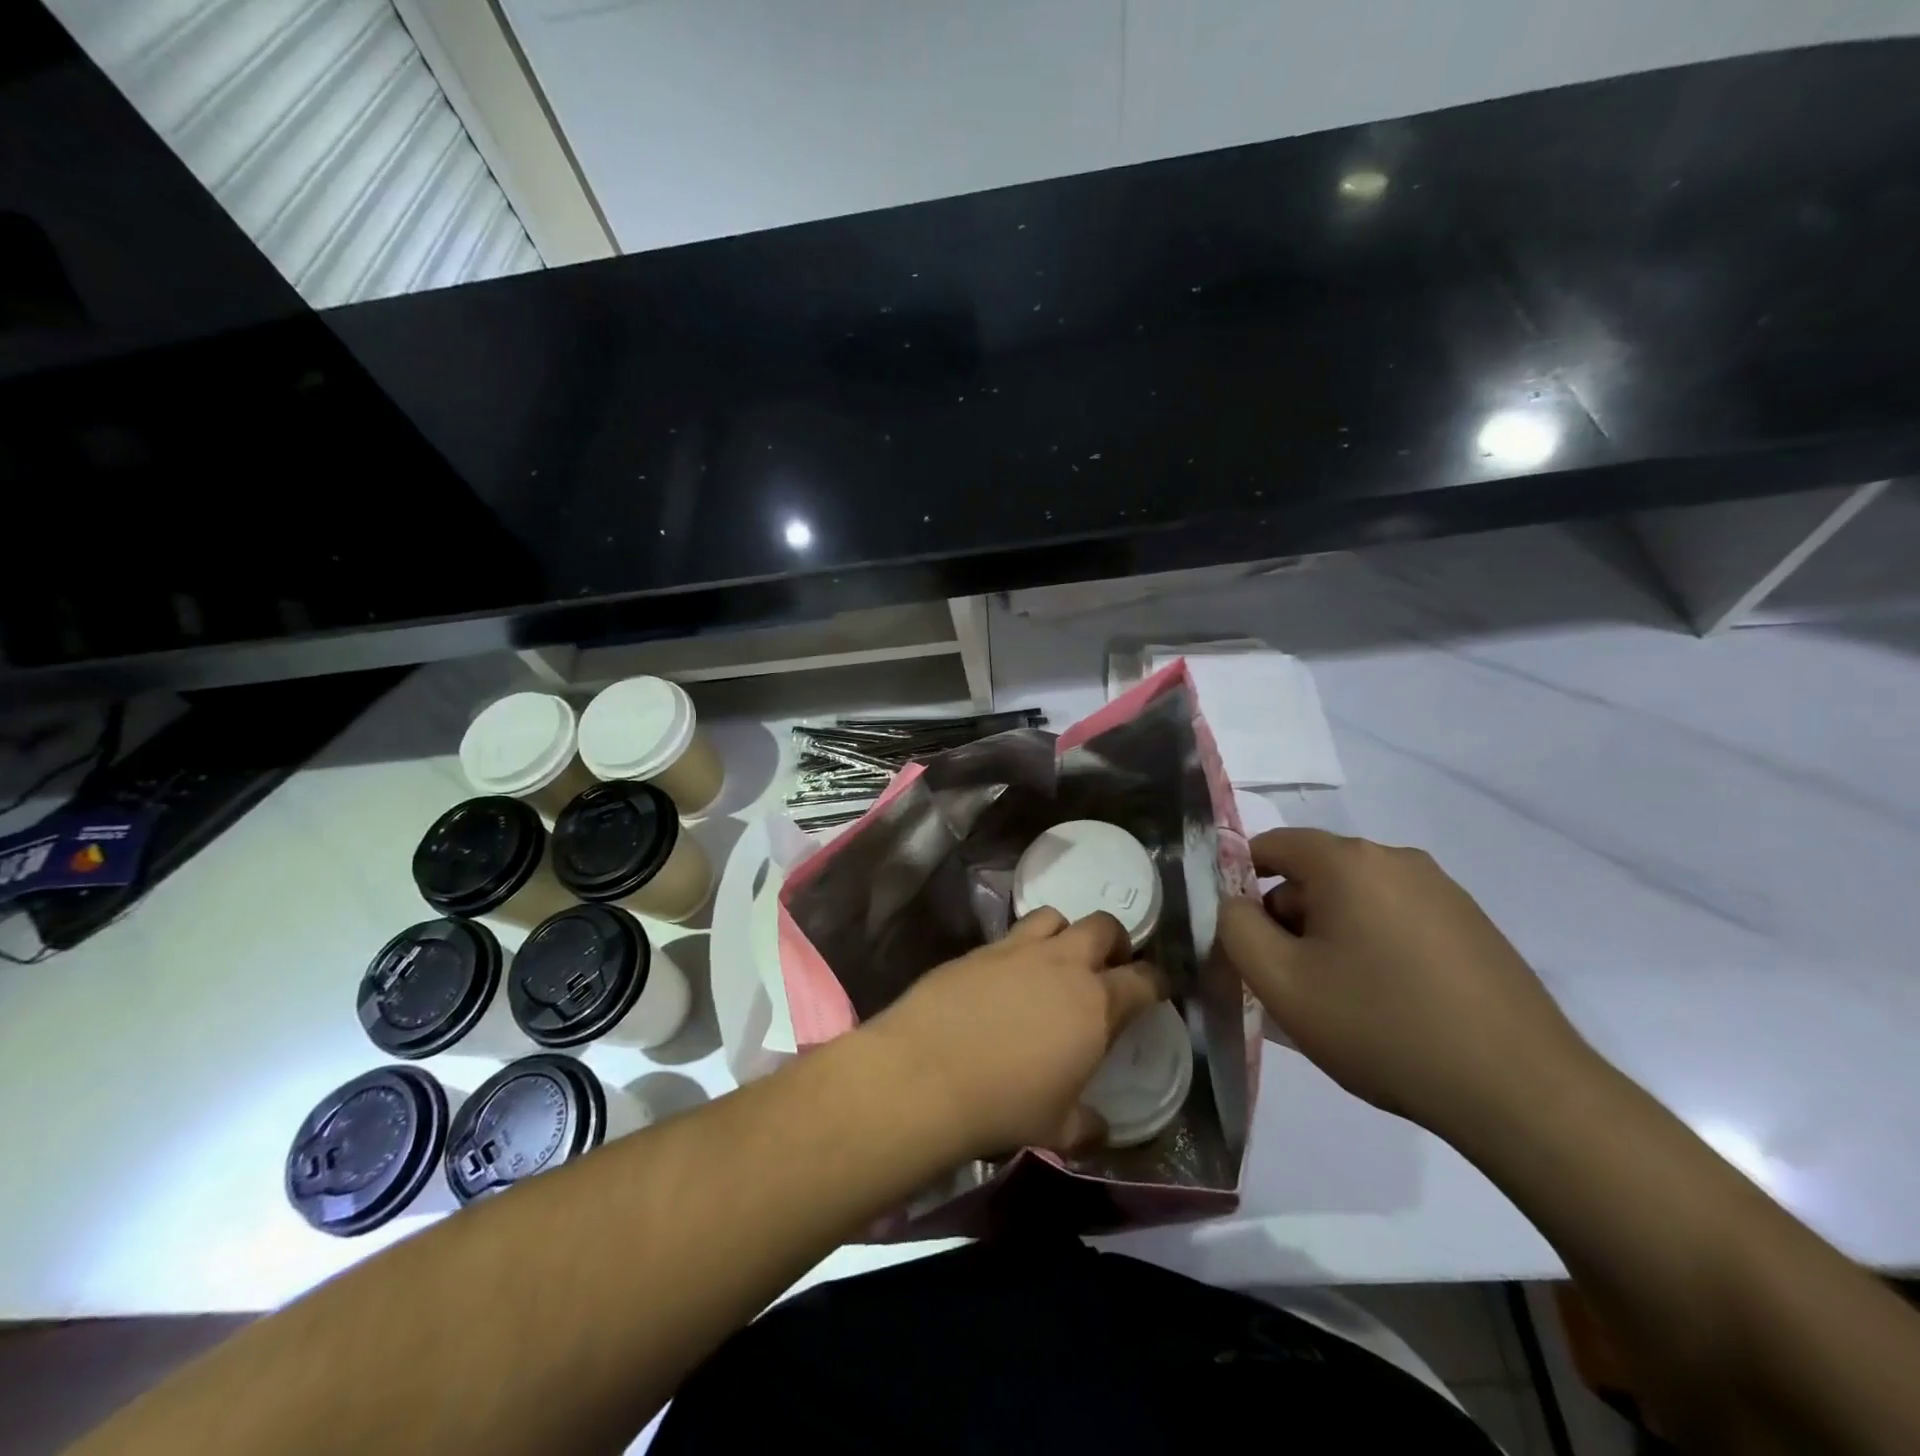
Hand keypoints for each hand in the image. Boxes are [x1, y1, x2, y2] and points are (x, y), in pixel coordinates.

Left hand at [864, 909, 1165, 1159]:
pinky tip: (1007, 975)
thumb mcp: (1057, 1128)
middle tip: (1109, 964)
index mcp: (1096, 1004)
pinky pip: (1010, 934)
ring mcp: (1017, 949)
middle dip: (1115, 940)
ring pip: (1055, 916)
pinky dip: (1020, 947)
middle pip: (1103, 927)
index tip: (1157, 989)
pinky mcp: (978, 949)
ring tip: (1057, 958)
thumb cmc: (1004, 1105)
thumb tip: (1101, 1127)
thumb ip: (1087, 1125)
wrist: (926, 1073)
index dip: (1156, 982)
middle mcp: (1062, 964)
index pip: (1144, 980)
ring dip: (1065, 932)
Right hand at [1217, 828, 1595, 1139]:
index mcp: (1348, 861)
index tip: (1242, 937)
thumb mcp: (1281, 983)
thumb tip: (1234, 904)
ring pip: (1356, 899)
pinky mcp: (1473, 926)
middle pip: (1314, 873)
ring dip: (1330, 935)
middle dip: (1288, 917)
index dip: (1241, 884)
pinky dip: (1374, 947)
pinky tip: (1387, 1004)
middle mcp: (1397, 860)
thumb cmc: (1382, 1027)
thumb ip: (1235, 928)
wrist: (1521, 1093)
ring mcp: (1443, 892)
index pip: (1271, 845)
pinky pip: (1397, 919)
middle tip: (1288, 980)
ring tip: (1338, 1000)